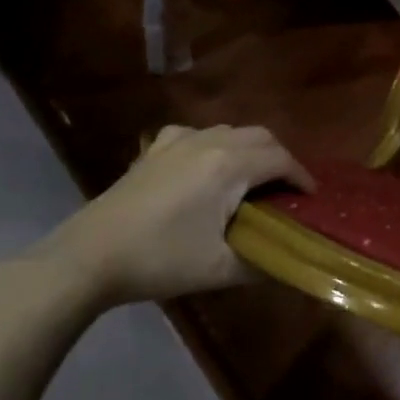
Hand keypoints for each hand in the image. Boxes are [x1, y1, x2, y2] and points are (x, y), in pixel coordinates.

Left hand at [34, 125, 312, 311]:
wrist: (89, 257)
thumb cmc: (161, 260)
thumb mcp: (221, 268)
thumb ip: (265, 263)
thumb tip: (292, 264)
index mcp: (230, 165)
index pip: (282, 159)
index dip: (302, 177)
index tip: (311, 199)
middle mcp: (209, 142)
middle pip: (261, 137)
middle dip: (282, 160)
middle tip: (287, 191)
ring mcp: (178, 141)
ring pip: (231, 131)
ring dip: (251, 150)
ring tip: (254, 182)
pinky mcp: (154, 150)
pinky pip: (198, 134)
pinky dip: (216, 145)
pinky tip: (207, 167)